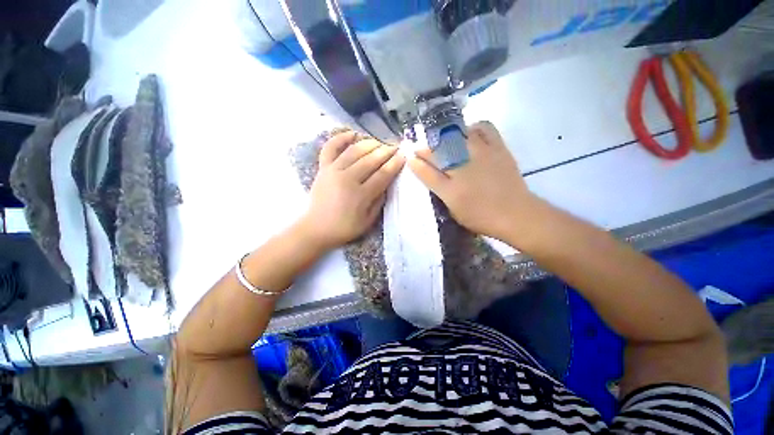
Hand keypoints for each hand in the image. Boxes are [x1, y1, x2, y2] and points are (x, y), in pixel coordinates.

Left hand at [300, 131, 404, 250]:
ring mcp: (333, 171)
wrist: (317, 228)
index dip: (394, 164)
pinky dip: (341, 138)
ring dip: (369, 143)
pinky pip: (331, 148)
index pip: (382, 174)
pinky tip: (353, 133)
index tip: (403, 156)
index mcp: (360, 195)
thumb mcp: (368, 221)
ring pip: (354, 151)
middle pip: (370, 160)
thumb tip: (387, 184)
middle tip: (395, 147)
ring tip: (379, 143)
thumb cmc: (345, 227)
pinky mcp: (323, 168)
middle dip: (386, 151)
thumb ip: (379, 201)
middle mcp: (347, 179)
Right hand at [408, 121, 536, 241]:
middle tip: (420, 148)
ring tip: (443, 140)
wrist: (515, 214)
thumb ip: (441, 193)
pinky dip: (474, 127)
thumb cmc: (481, 217)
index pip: (426, 172)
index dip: (415, 162)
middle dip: (424, 148)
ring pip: (457, 136)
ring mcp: (481, 156)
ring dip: (445, 136)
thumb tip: (431, 176)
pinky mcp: (498, 148)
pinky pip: (484, 128)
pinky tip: (469, 134)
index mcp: (450, 190)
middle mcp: (463, 169)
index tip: (409, 156)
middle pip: (437, 152)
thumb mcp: (454, 211)